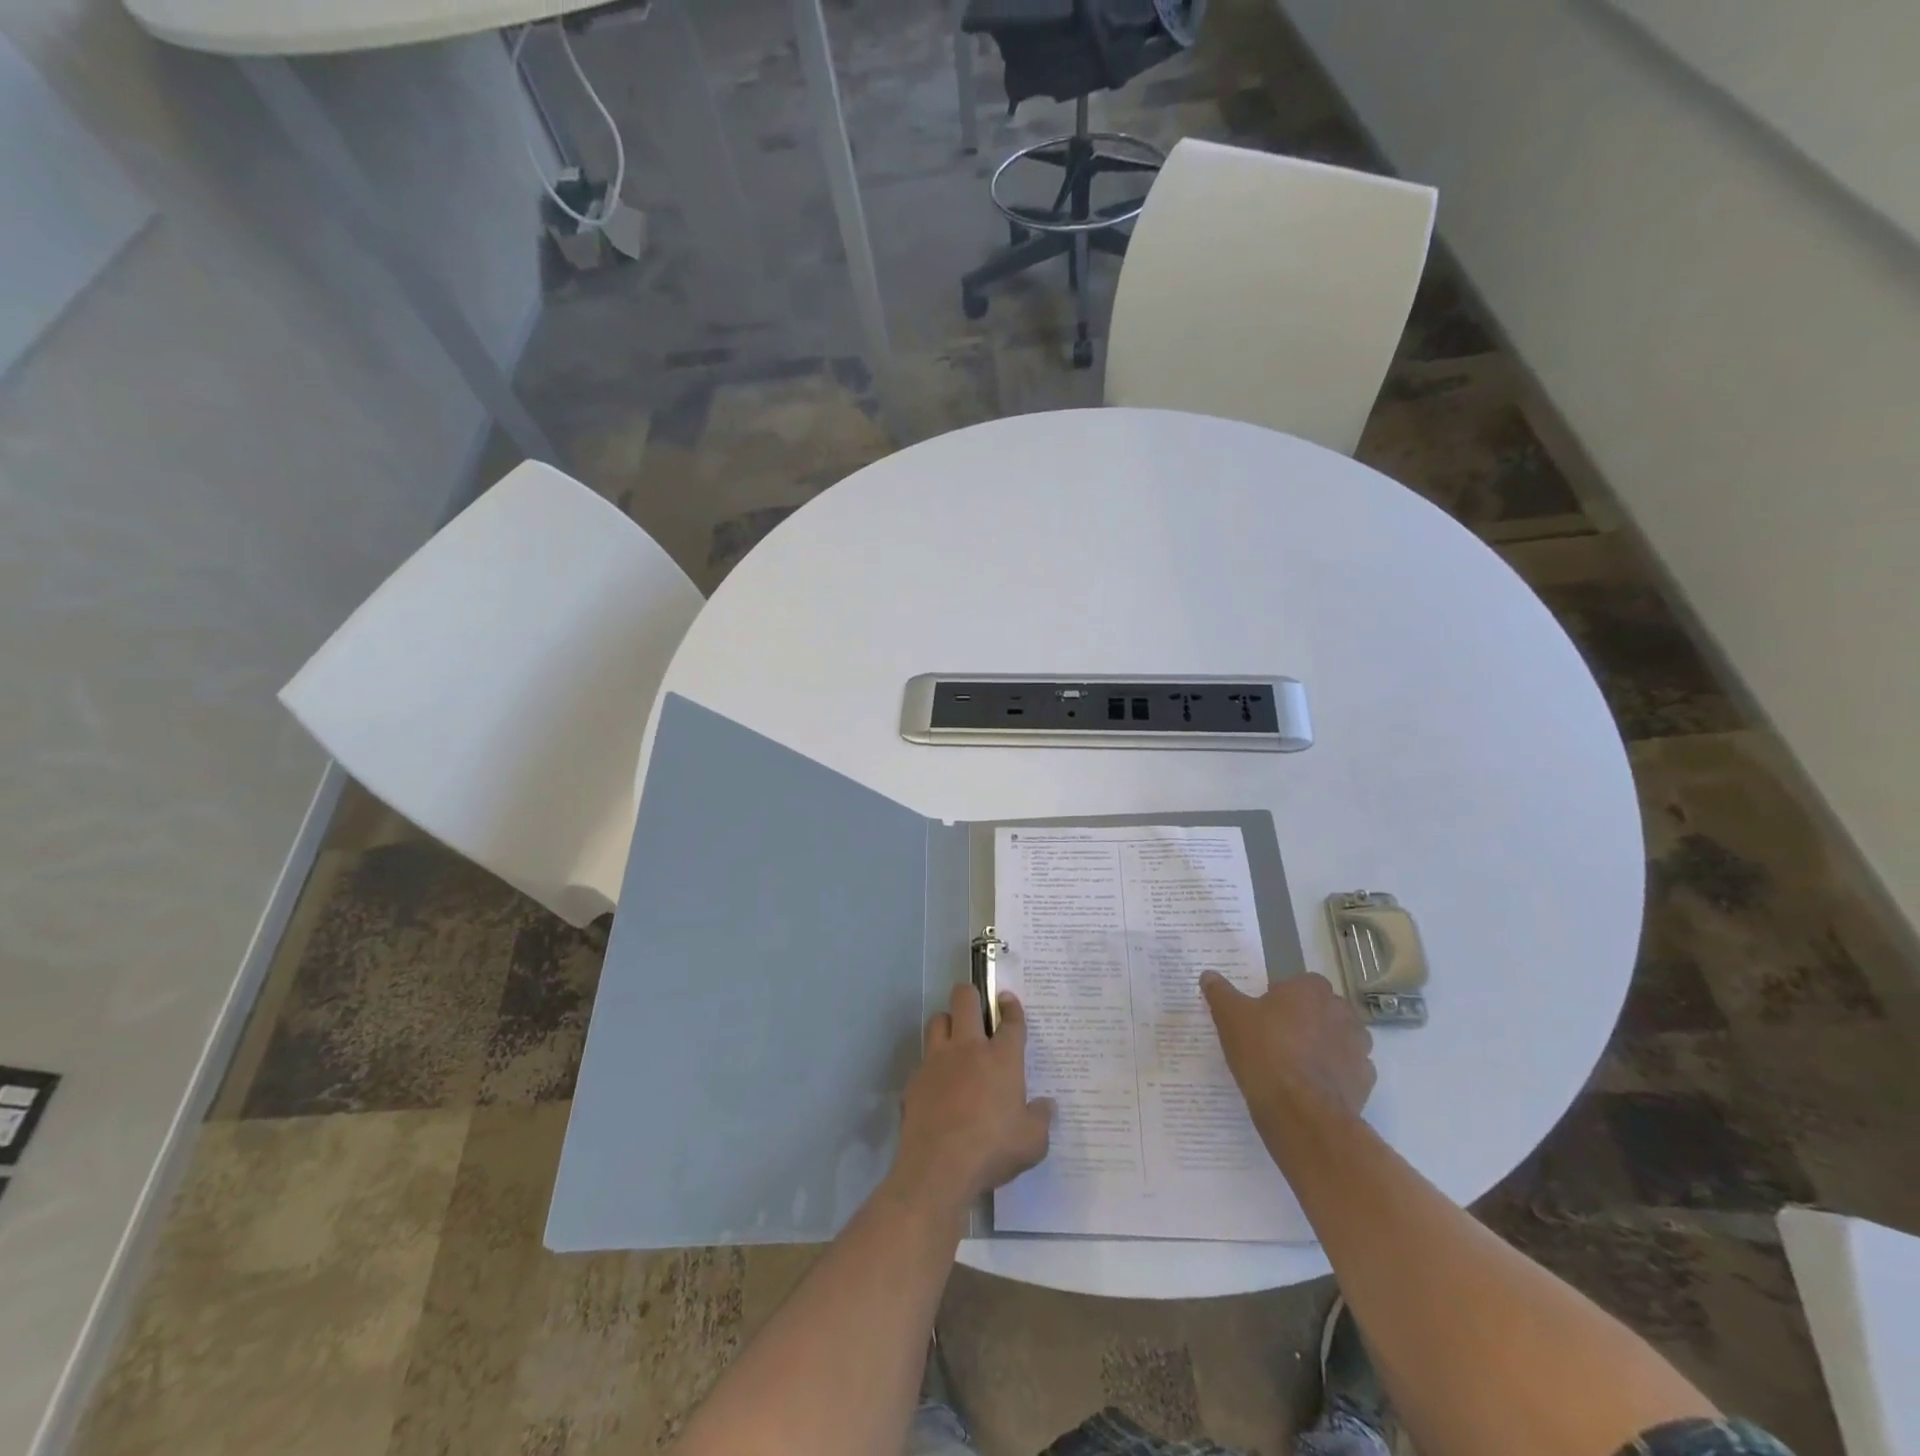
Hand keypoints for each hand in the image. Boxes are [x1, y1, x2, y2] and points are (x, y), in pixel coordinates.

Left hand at [890, 983, 1053, 1214]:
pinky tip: (938, 1084)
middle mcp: (968, 1048)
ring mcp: (937, 1060)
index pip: (1011, 1021)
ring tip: (955, 1040)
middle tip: (977, 1007)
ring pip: (938, 1020)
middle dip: (971, 994)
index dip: (1011, 1006)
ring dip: (947, 1023)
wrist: (938, 1168)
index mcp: (1002, 1058)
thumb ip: (1041, 1119)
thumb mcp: (1032, 1143)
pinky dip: (932, 1065)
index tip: (1007, 1000)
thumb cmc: (992, 1150)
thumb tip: (1047, 1106)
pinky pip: (923, 1059)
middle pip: (965, 999)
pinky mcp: (915, 1079)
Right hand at [1201, 972, 1375, 1132]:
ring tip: (1295, 1064)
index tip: (1264, 1015)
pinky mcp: (1366, 1080)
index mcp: (1311, 990)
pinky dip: (1334, 1073)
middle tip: (1277, 1038)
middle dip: (1305, 1020)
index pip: (1299, 983)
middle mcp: (1342, 1012)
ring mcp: (1359, 1047)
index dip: (1282, 998)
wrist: (1300, 1112)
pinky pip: (1348, 1069)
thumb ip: (1219, 992)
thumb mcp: (1229, 1017)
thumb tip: (1208, 975)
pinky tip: (1311, 1085)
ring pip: (1338, 1038)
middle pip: (1322, 1009)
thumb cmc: (1264, 1052)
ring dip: (1323, 1045)